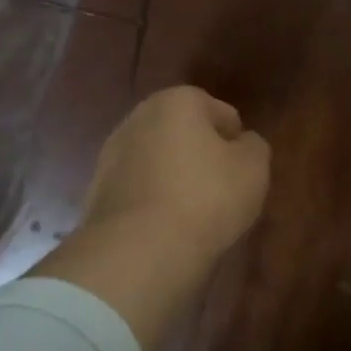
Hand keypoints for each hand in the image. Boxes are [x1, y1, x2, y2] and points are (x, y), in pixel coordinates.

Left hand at [82, 86, 271, 260]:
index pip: (219, 112)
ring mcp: (111, 153)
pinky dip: (151, 200)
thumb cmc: (206, 198)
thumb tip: (242, 143)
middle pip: (182, 133)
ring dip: (173, 178)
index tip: (242, 173)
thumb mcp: (253, 169)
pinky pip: (138, 188)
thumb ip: (254, 147)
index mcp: (177, 101)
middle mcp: (138, 117)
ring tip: (192, 214)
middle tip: (220, 191)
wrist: (139, 249)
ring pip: (156, 160)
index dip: (236, 142)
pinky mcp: (97, 189)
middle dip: (200, 156)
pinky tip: (164, 227)